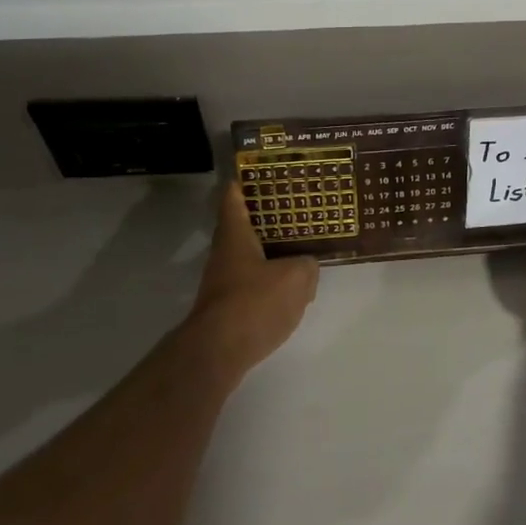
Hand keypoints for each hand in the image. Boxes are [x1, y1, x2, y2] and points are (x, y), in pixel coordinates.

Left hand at [185, 178, 319, 372]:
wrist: (219, 352)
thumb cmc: (254, 302)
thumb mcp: (295, 278)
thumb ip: (307, 265)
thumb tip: (306, 265)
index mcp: (235, 235)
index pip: (233, 198)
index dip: (244, 182)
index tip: (260, 172)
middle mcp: (224, 254)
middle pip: (244, 227)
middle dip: (267, 218)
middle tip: (296, 209)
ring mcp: (223, 282)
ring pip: (250, 257)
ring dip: (271, 253)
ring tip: (301, 249)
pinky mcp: (228, 308)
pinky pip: (253, 284)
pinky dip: (270, 281)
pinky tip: (292, 289)